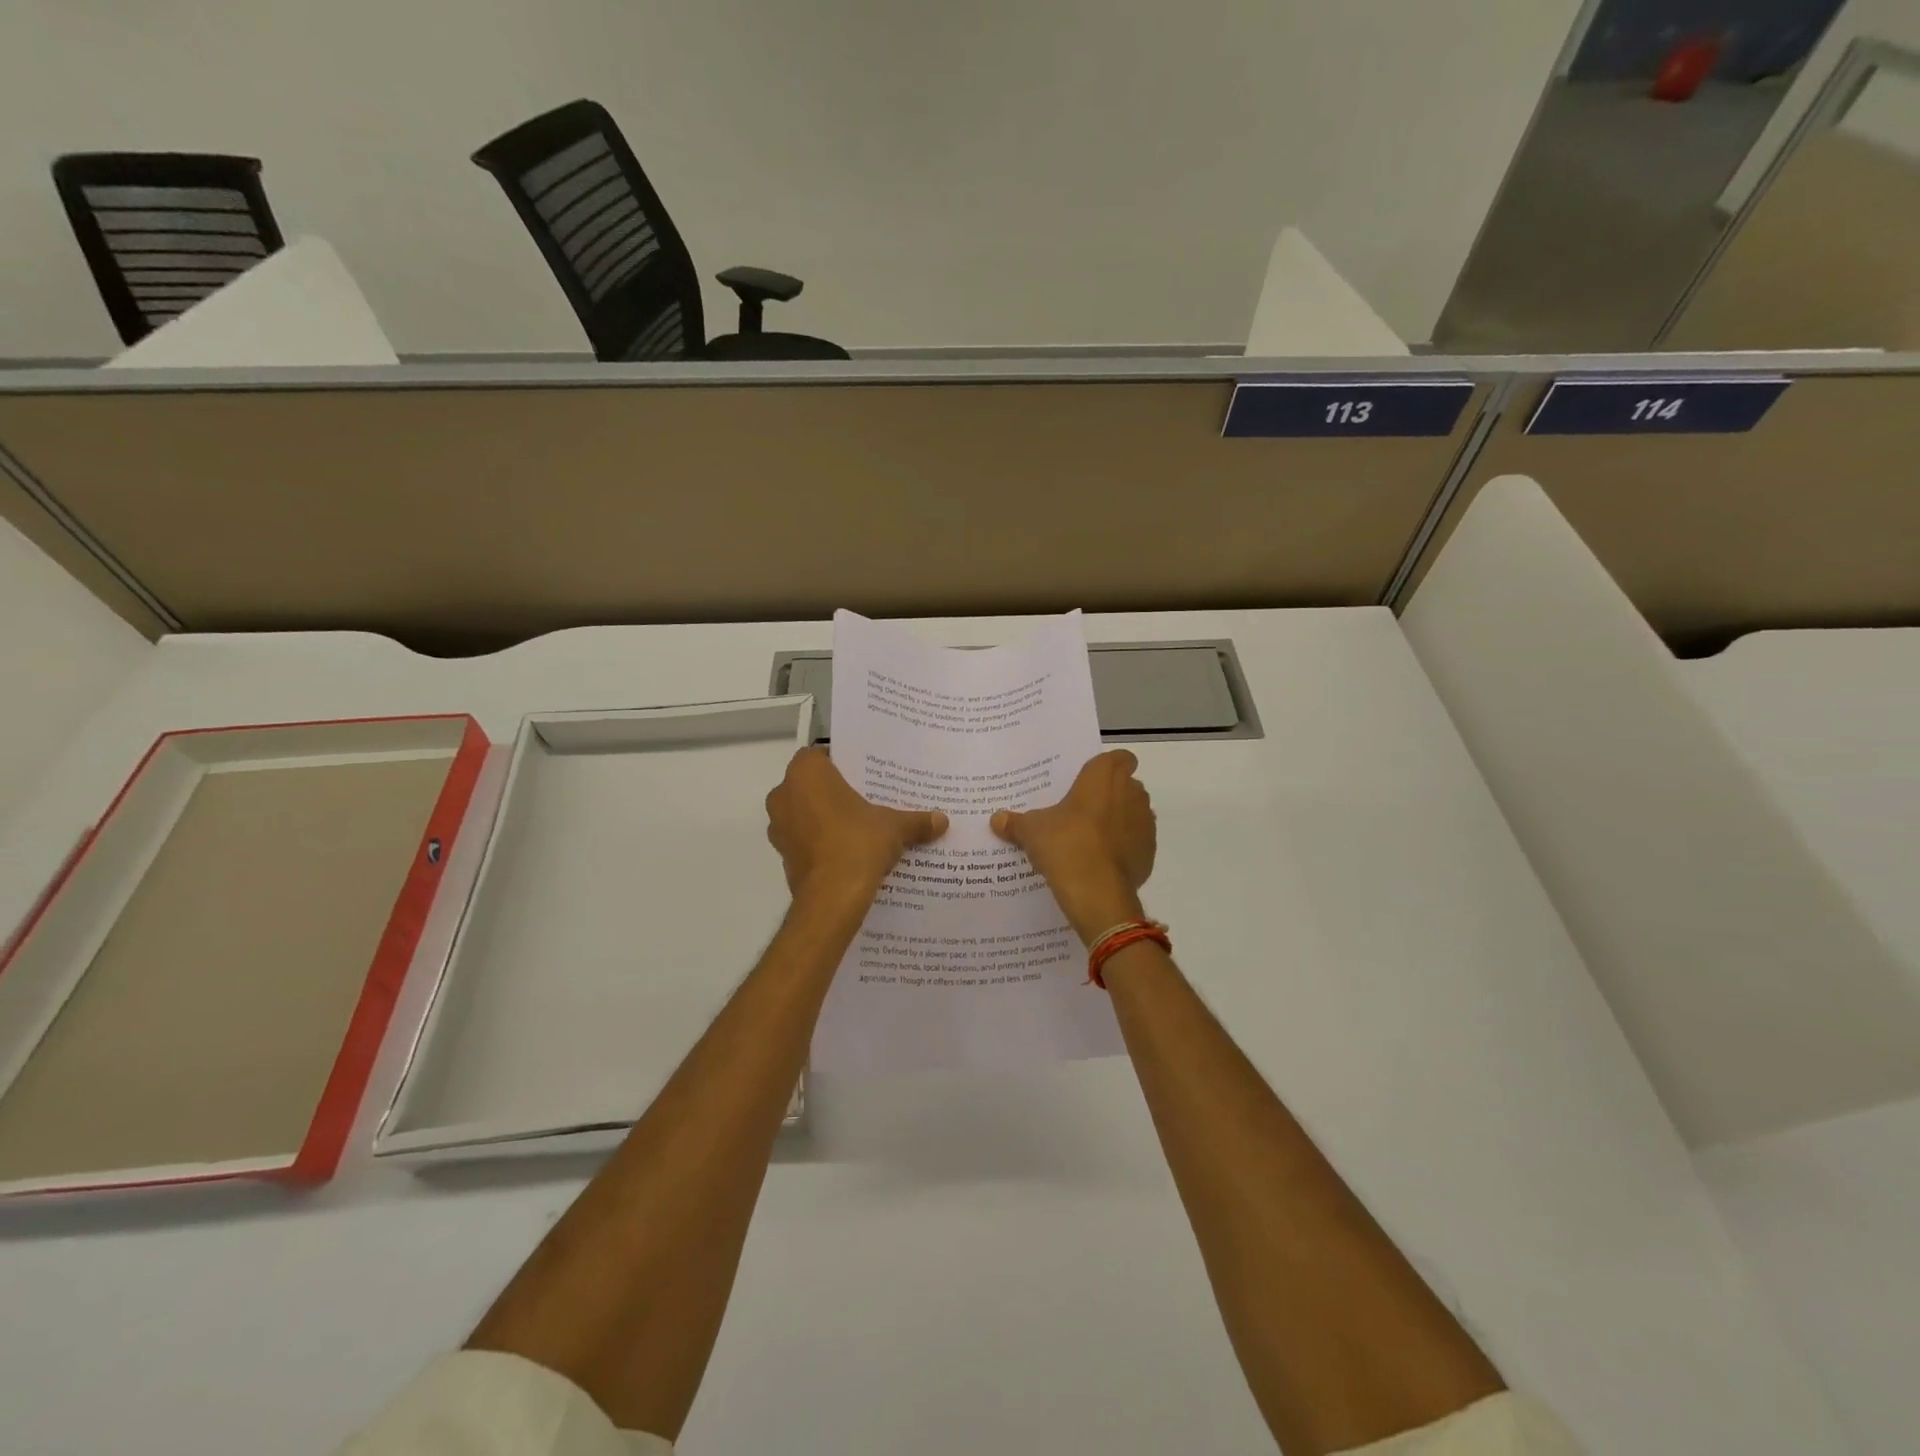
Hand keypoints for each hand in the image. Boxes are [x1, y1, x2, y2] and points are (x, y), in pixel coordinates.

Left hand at [766, 748, 948, 903]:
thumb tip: (942, 820)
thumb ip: (916, 820)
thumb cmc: (858, 843)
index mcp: (806, 773)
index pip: (820, 755)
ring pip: (804, 813)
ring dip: (824, 818)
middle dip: (834, 792)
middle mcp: (784, 794)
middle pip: (811, 785)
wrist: (832, 898)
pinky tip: (846, 851)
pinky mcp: (782, 856)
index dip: (842, 763)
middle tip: (865, 799)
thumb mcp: (895, 827)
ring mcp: (779, 827)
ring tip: (858, 827)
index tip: (864, 774)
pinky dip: (820, 842)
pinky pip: (803, 840)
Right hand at [991, 749, 1155, 943]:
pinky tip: (1102, 861)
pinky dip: (1124, 847)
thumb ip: (1015, 822)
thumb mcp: (1032, 831)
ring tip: (1091, 837)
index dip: (1107, 766)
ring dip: (1119, 820)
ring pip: (1135, 813)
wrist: (1097, 892)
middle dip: (1110, 794)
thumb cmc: (1065, 844)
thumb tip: (996, 819)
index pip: (1119, 757)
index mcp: (1104, 776)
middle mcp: (1131, 793)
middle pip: (1127, 785)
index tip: (1090, 779)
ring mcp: (1145, 823)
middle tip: (1082, 809)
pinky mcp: (1150, 852)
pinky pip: (1137, 842)